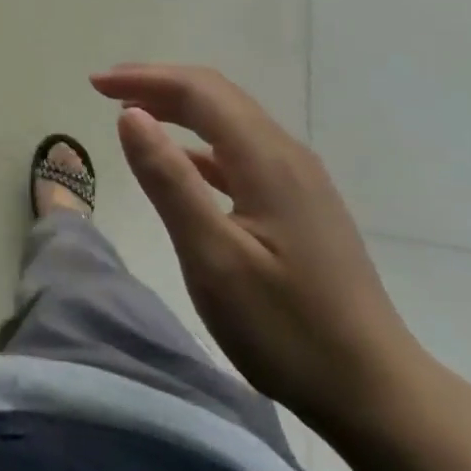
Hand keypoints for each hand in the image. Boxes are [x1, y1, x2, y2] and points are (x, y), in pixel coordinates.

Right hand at [91, 64, 425, 432]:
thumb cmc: (286, 327)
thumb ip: (168, 180)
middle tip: (105, 90)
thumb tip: (128, 115)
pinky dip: (199, 143)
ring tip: (132, 115)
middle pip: (218, 96)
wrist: (376, 392)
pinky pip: (242, 153)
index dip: (144, 78)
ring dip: (178, 109)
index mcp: (267, 161)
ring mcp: (299, 182)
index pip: (200, 91)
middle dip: (158, 84)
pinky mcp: (301, 207)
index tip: (94, 84)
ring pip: (231, 122)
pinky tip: (181, 163)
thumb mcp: (213, 257)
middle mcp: (288, 157)